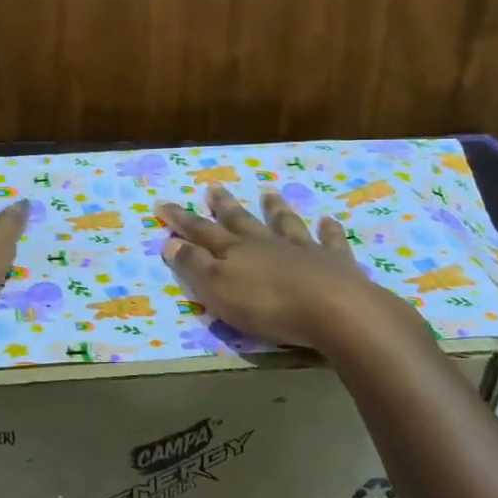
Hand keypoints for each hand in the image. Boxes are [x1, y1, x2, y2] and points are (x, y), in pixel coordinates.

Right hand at [159, 185, 427, 350]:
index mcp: (235, 251)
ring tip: (269, 193)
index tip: (162, 203)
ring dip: (275, 209)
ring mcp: (302, 249)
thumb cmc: (267, 304)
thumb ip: (195, 266)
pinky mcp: (335, 263)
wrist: (334, 309)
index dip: (180, 220)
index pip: (201, 231)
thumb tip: (171, 242)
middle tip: (213, 187)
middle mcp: (266, 243)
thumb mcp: (219, 289)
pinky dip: (329, 230)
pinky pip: (331, 241)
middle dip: (224, 206)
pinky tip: (329, 220)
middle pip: (241, 221)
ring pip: (285, 223)